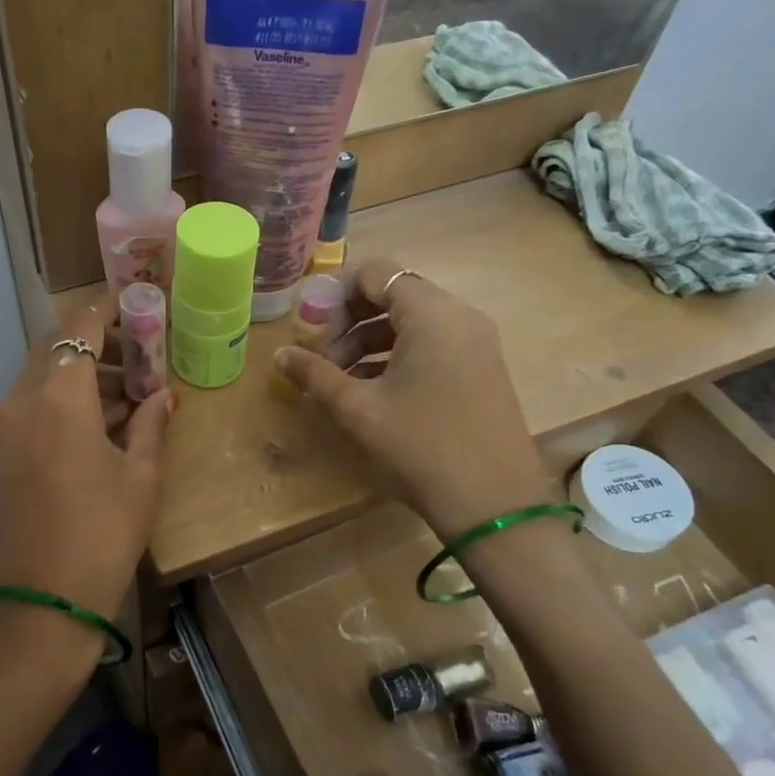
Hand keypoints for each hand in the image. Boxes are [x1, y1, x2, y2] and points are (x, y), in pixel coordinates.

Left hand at [0, 295, 173, 639]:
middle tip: (141, 353)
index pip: (79, 326)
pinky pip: (35, 404)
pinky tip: (105, 421)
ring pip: (44, 375)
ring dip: (83, 372)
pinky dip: (67, 398)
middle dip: (97, 342)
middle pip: (56, 346)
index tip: (138, 305)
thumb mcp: (140, 477)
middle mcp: (23, 399)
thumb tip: (164, 396)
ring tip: (132, 392)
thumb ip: (151, 425)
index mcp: (58, 396)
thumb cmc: (101, 535)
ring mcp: (7, 426)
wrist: (40, 603)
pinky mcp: (3, 451)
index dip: (107, 308)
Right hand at [273, 259, 547, 538]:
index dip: (335, 293)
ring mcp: (476, 342)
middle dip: (350, 320)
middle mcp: (459, 315)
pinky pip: (433, 343)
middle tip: (321, 357)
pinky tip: (373, 391)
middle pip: (393, 294)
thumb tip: (280, 355)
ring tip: (340, 379)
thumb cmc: (420, 445)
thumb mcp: (358, 409)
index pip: (375, 272)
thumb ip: (315, 374)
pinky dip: (398, 355)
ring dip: (370, 340)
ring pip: (412, 322)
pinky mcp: (482, 368)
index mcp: (430, 312)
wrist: (494, 503)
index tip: (310, 327)